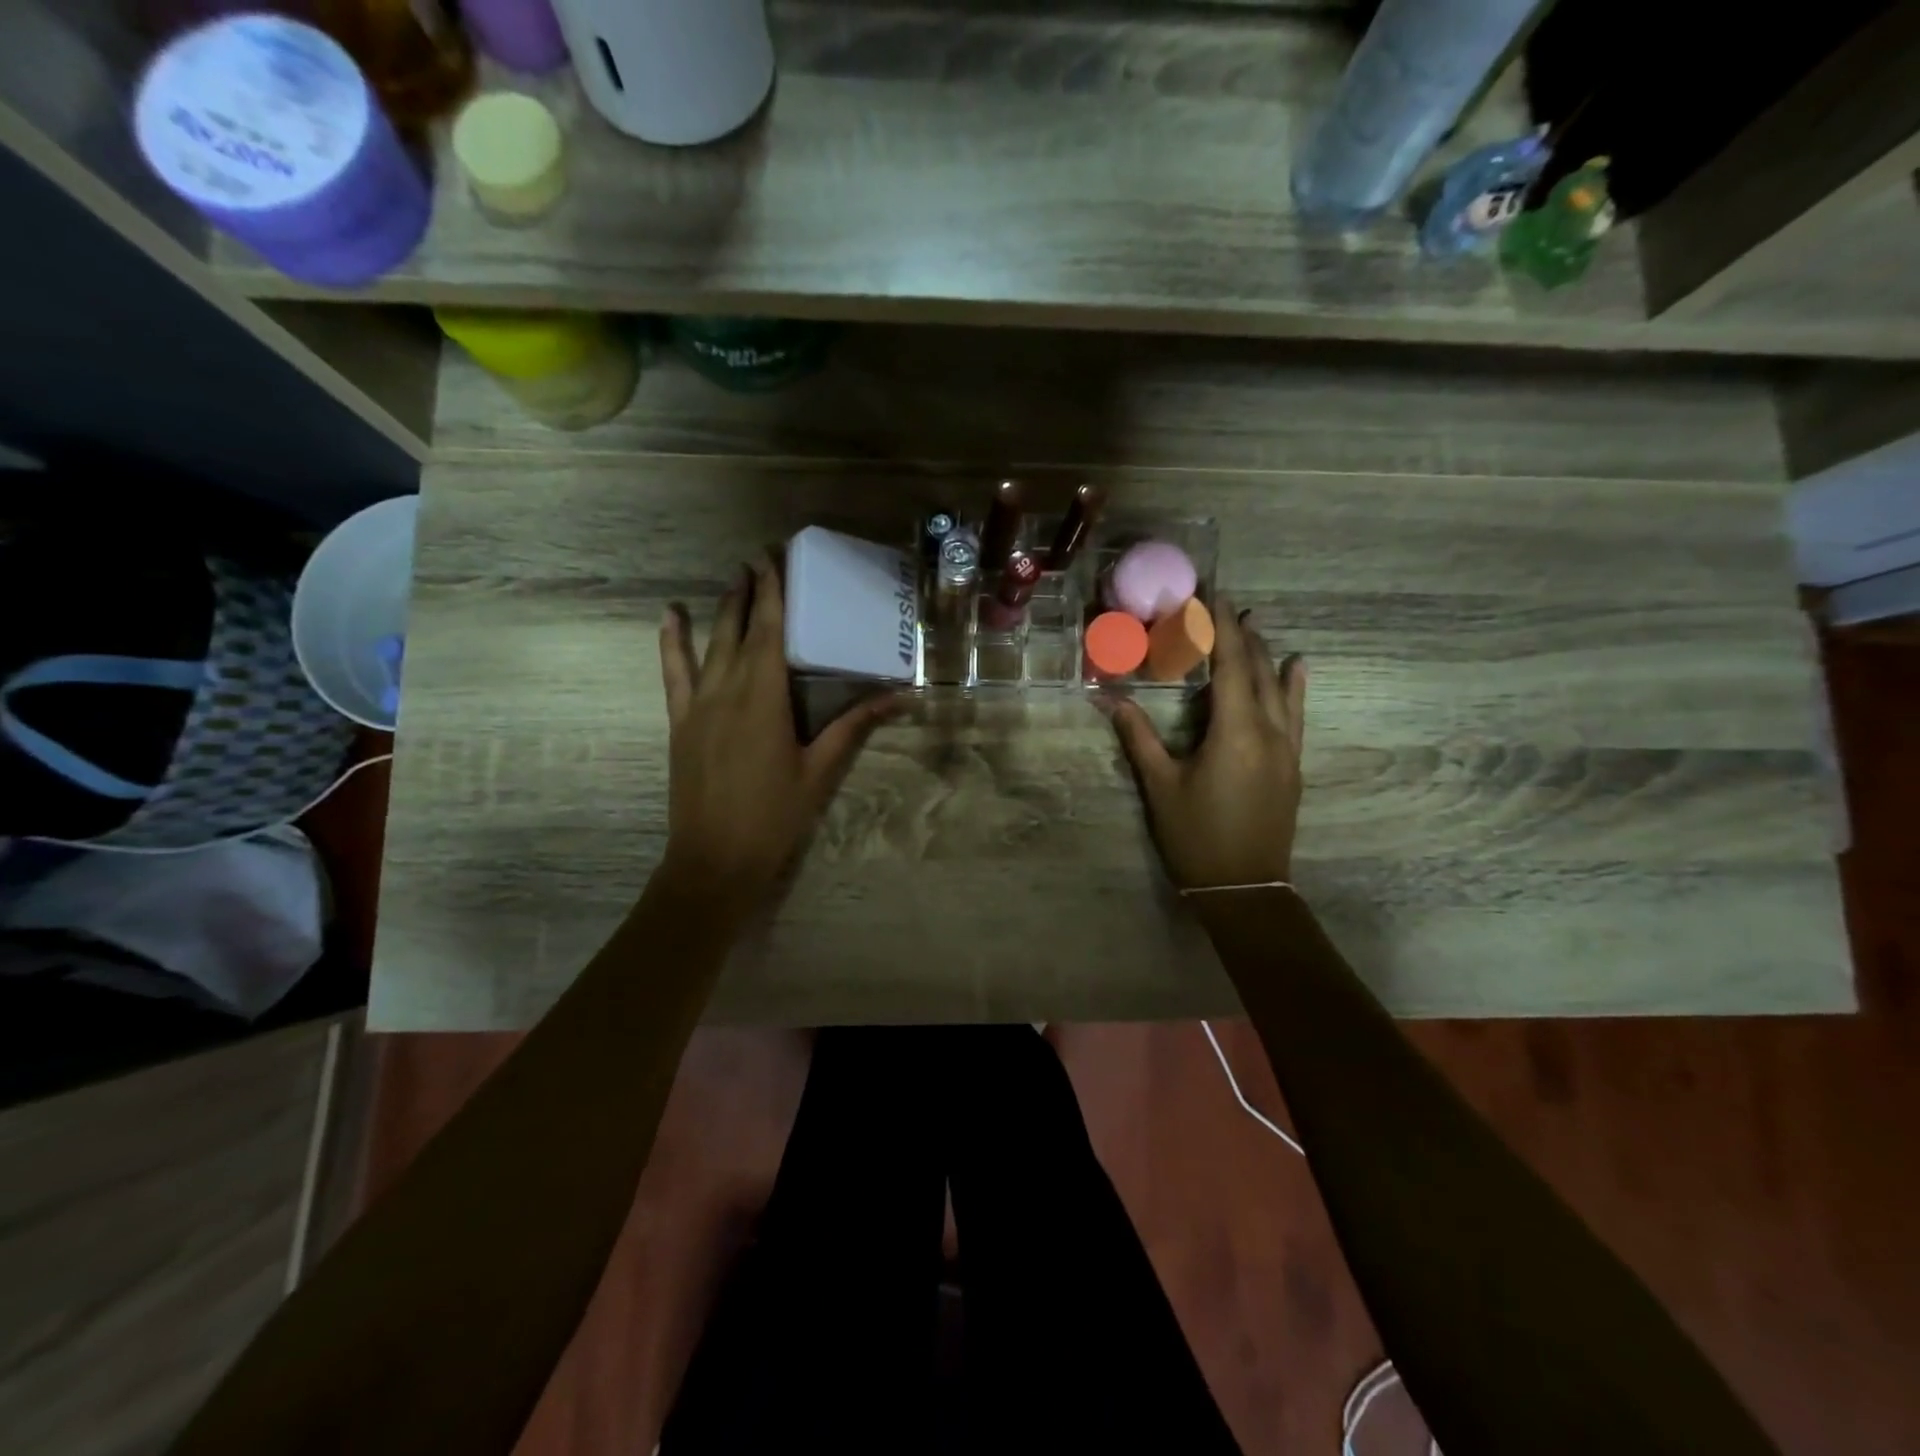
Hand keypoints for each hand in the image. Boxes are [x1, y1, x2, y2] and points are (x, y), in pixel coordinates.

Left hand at [657, 555, 894, 912]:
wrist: (715, 859)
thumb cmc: (774, 816)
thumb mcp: (820, 771)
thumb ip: (855, 727)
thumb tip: (899, 697)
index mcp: (765, 698)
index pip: (770, 632)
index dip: (772, 593)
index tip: (773, 558)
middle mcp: (728, 690)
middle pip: (740, 630)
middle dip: (749, 592)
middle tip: (757, 559)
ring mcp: (698, 705)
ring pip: (710, 644)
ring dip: (722, 610)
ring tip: (732, 580)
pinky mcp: (681, 722)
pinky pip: (674, 673)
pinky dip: (672, 643)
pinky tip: (669, 618)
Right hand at [1109, 596, 1306, 889]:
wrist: (1246, 890)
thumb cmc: (1197, 837)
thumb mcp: (1160, 786)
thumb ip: (1138, 737)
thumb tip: (1107, 697)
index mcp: (1236, 731)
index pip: (1230, 665)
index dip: (1220, 627)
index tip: (1210, 596)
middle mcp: (1270, 731)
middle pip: (1258, 670)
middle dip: (1241, 634)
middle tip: (1224, 605)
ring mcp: (1287, 749)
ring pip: (1281, 688)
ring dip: (1266, 654)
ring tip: (1255, 624)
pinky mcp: (1292, 765)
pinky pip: (1297, 713)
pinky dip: (1294, 686)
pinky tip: (1297, 668)